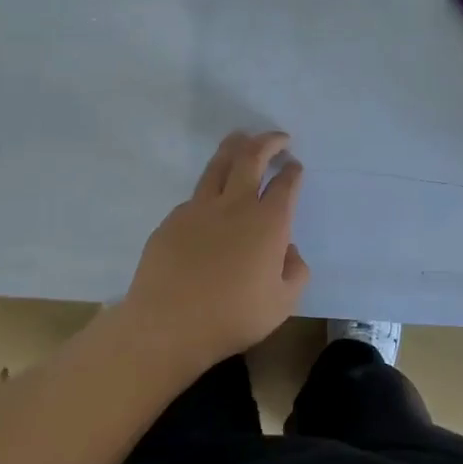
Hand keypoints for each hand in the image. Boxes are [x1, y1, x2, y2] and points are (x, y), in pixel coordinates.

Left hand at [119, 131, 310, 364]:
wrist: (167, 326)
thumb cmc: (232, 317)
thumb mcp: (283, 303)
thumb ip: (296, 272)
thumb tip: (289, 251)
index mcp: (269, 223)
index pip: (285, 184)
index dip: (292, 171)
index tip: (294, 166)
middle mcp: (236, 205)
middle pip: (252, 158)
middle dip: (268, 142)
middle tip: (278, 138)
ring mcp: (200, 209)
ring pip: (219, 165)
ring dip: (235, 146)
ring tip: (241, 137)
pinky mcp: (172, 220)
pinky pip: (196, 195)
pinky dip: (209, 188)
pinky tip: (211, 199)